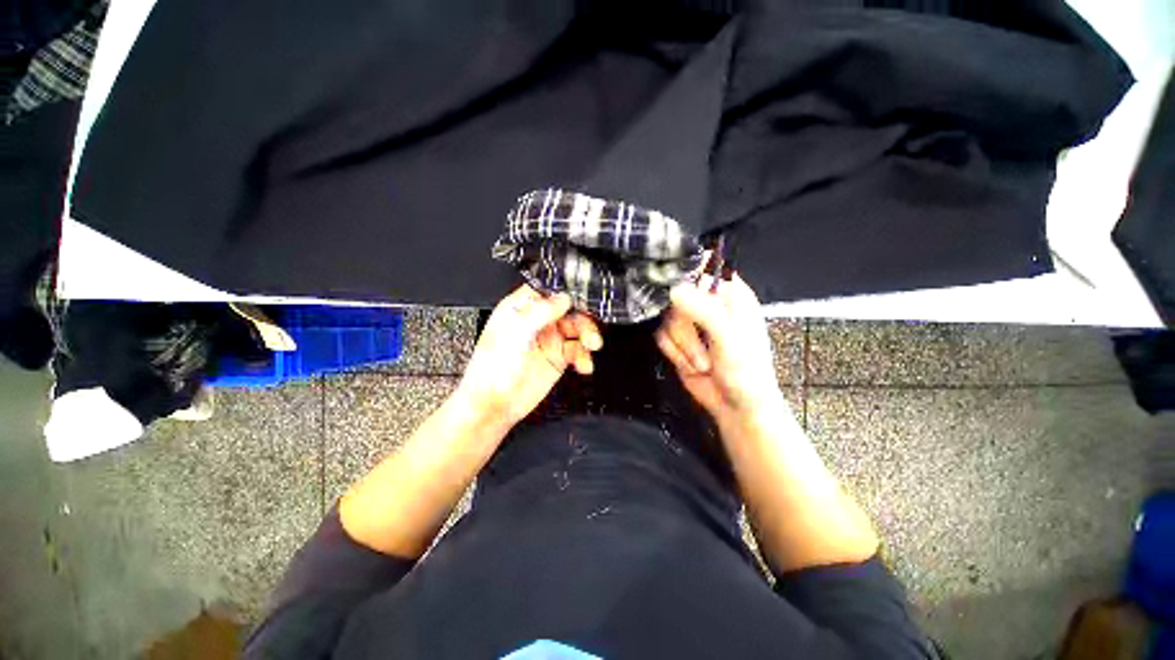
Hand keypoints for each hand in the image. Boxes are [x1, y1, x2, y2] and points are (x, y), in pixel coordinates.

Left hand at [456, 285, 602, 430]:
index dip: (568, 293)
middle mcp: (537, 321)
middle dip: (583, 319)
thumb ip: (541, 312)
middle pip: (569, 310)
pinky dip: (585, 356)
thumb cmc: (491, 369)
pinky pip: (578, 351)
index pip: (549, 291)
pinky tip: (584, 365)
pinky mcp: (557, 358)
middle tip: (590, 333)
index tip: (584, 300)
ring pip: (577, 329)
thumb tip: (563, 298)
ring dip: (588, 337)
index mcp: (521, 309)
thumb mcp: (515, 333)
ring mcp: (548, 339)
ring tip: (591, 347)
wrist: (494, 406)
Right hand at [655, 273, 783, 430]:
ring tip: (703, 362)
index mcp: (731, 294)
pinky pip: (661, 335)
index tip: (677, 287)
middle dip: (685, 325)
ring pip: (666, 317)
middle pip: (677, 293)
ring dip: (682, 345)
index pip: (706, 266)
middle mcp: (708, 303)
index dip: (689, 271)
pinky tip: (691, 365)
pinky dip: (674, 353)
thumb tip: (673, 289)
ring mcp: (690, 321)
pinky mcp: (676, 339)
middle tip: (702, 343)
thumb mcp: (729, 339)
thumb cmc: (745, 371)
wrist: (735, 408)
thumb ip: (703, 311)